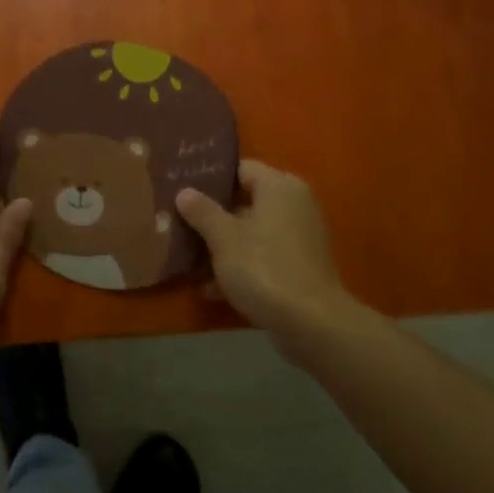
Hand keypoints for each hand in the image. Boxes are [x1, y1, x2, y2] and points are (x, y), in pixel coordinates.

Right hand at [176, 160, 350, 346]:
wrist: (312, 324)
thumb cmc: (264, 268)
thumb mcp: (223, 238)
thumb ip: (202, 211)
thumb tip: (184, 191)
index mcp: (279, 187)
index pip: (241, 168)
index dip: (211, 178)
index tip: (184, 189)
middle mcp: (295, 204)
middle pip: (246, 201)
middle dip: (215, 215)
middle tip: (181, 222)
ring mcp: (301, 237)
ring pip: (253, 232)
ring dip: (226, 245)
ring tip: (190, 258)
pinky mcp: (302, 266)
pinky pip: (265, 255)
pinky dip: (243, 265)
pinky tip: (213, 289)